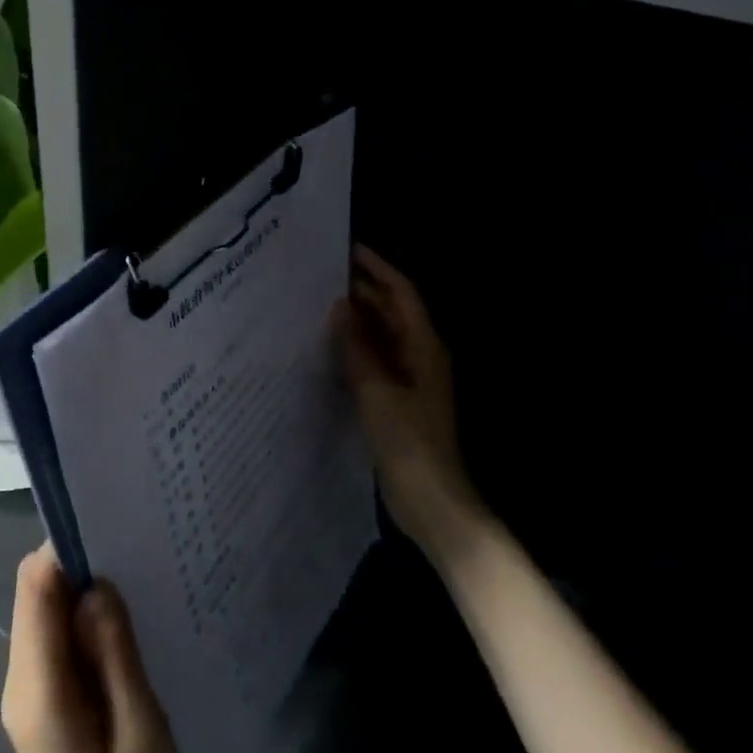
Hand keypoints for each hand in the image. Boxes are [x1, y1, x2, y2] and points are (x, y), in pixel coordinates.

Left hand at [3, 545, 182, 752]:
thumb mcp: (142, 736)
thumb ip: (116, 656)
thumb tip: (97, 584)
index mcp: (39, 692)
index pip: (35, 589)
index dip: (66, 547)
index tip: (115, 522)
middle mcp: (23, 681)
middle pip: (37, 591)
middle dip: (81, 560)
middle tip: (139, 543)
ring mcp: (32, 689)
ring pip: (49, 608)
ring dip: (88, 586)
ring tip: (141, 571)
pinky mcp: (48, 697)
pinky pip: (60, 634)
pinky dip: (89, 615)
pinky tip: (129, 615)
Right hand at [335, 246, 487, 567]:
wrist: (433, 502)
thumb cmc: (409, 443)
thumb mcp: (376, 391)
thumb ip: (356, 347)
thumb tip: (339, 307)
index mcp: (424, 347)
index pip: (402, 294)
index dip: (378, 269)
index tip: (347, 250)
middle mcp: (420, 356)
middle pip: (392, 312)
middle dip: (363, 291)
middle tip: (322, 276)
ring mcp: (410, 380)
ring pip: (382, 336)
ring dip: (357, 320)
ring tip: (319, 303)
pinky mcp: (398, 400)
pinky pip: (375, 361)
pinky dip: (356, 348)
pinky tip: (329, 347)